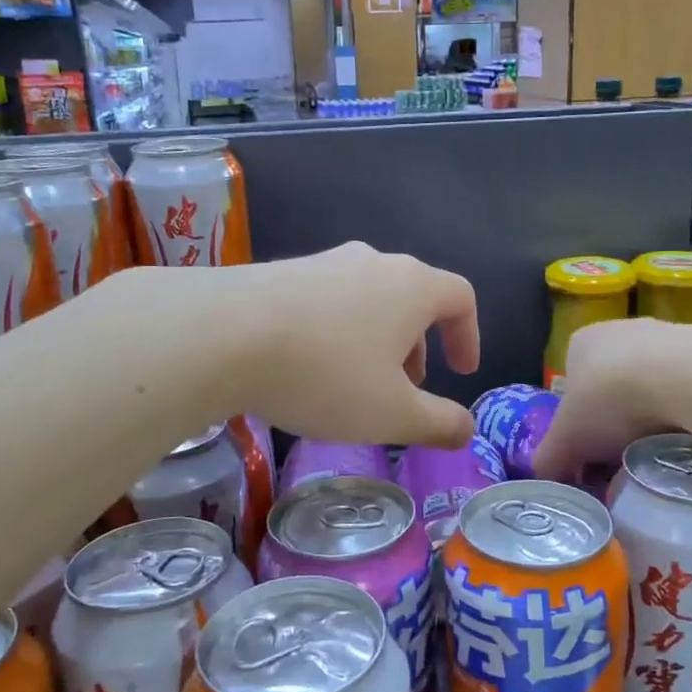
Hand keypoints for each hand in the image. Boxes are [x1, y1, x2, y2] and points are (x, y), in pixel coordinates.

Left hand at [209, 244, 480, 445]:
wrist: (223, 333)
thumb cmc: (326, 374)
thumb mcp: (391, 414)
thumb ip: (438, 423)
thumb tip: (467, 429)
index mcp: (412, 287)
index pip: (460, 298)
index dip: (468, 336)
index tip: (461, 372)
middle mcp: (373, 262)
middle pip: (413, 297)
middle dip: (419, 344)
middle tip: (407, 387)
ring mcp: (323, 262)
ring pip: (368, 298)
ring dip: (377, 338)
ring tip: (356, 381)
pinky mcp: (281, 272)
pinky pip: (326, 300)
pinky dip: (336, 331)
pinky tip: (307, 366)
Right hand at [532, 318, 691, 479]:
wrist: (682, 377)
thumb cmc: (609, 401)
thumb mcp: (566, 440)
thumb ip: (548, 459)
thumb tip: (541, 477)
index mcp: (579, 343)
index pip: (571, 386)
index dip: (578, 423)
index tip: (590, 454)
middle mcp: (618, 329)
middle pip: (611, 385)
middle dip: (615, 420)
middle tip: (622, 457)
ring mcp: (663, 333)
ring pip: (649, 384)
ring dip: (651, 414)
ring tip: (657, 448)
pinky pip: (686, 385)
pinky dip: (683, 407)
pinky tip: (687, 431)